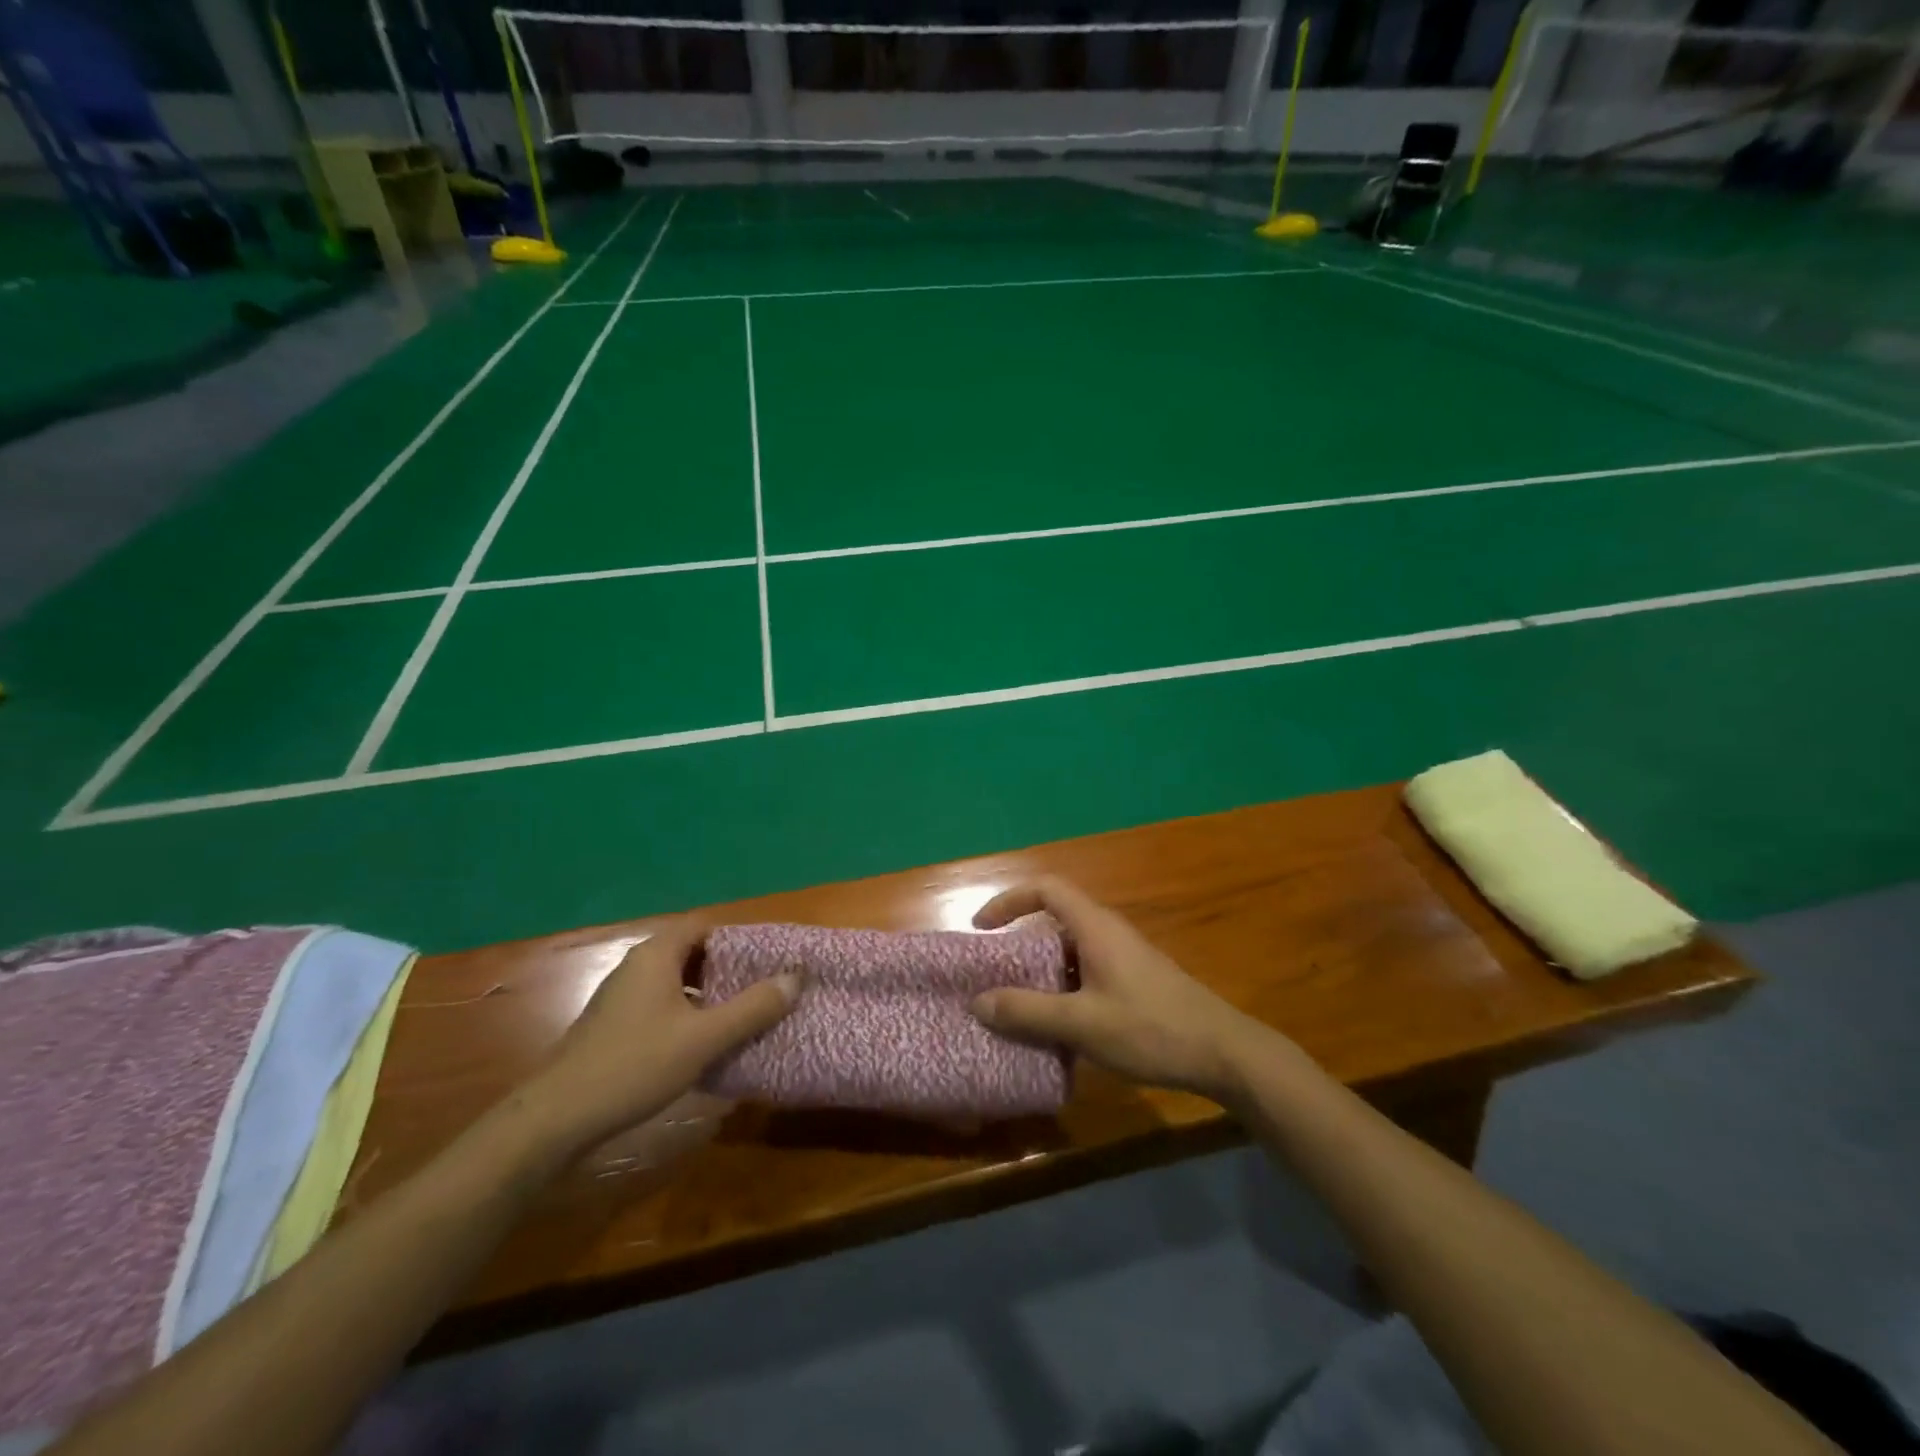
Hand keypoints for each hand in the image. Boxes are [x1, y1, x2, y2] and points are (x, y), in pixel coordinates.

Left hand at [527, 918, 799, 1147]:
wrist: (557, 1118)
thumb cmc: (635, 1065)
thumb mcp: (704, 1038)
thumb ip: (752, 1007)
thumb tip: (795, 977)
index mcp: (656, 955)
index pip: (705, 926)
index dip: (739, 938)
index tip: (769, 958)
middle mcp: (637, 966)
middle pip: (691, 952)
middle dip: (728, 966)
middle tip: (762, 986)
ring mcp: (621, 997)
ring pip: (675, 980)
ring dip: (708, 992)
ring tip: (742, 1013)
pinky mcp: (614, 1025)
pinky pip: (661, 1004)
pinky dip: (687, 1012)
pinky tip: (704, 1041)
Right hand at [968, 878, 1275, 1103]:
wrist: (1223, 1053)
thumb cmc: (1150, 1029)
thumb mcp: (1082, 1024)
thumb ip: (1028, 1012)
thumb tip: (978, 1001)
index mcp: (1095, 927)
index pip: (1046, 888)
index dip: (1010, 899)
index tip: (983, 928)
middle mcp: (1108, 933)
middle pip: (1055, 920)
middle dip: (1020, 942)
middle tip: (994, 974)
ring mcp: (1124, 957)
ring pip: (1070, 951)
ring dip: (1041, 971)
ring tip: (1017, 1004)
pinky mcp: (1134, 981)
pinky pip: (1086, 972)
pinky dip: (1062, 988)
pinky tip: (1057, 1026)